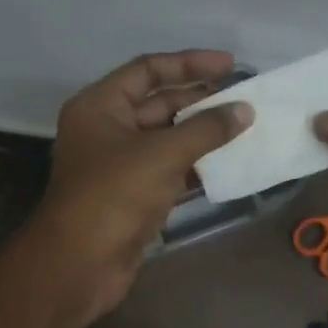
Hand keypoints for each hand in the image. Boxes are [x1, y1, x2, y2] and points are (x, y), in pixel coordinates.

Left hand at [29, 51, 251, 320]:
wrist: (81, 264)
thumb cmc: (114, 196)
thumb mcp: (162, 154)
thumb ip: (206, 129)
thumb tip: (244, 111)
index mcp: (100, 106)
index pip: (147, 71)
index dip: (189, 64)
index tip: (231, 65)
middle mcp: (106, 129)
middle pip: (158, 104)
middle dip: (201, 101)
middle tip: (246, 100)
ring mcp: (118, 164)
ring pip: (166, 139)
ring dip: (202, 135)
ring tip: (246, 128)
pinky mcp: (132, 195)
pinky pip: (168, 169)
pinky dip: (196, 166)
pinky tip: (229, 164)